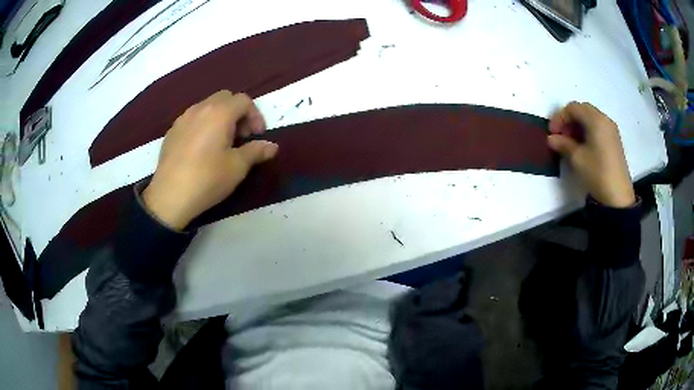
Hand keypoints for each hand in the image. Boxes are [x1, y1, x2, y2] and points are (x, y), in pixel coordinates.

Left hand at [143, 91, 278, 229]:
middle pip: (225, 98)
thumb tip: (273, 146)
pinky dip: (203, 125)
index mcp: (219, 112)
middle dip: (237, 113)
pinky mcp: (171, 131)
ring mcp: (183, 118)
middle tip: (240, 136)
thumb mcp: (237, 167)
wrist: (170, 196)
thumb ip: (256, 151)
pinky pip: (192, 118)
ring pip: (207, 106)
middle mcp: (200, 108)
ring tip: (221, 142)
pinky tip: (201, 148)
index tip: (257, 136)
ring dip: (219, 117)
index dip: (255, 115)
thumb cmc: (207, 179)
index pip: (244, 100)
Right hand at [548, 102, 634, 207]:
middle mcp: (604, 119)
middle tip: (561, 136)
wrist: (617, 196)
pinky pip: (598, 127)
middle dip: (569, 120)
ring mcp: (611, 129)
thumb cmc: (597, 173)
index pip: (573, 108)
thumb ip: (563, 144)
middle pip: (582, 110)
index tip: (552, 133)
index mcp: (595, 120)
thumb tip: (551, 138)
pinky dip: (587, 130)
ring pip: (590, 118)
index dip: (560, 117)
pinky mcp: (614, 140)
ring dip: (578, 125)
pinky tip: (583, 146)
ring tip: (571, 142)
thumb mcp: (577, 159)